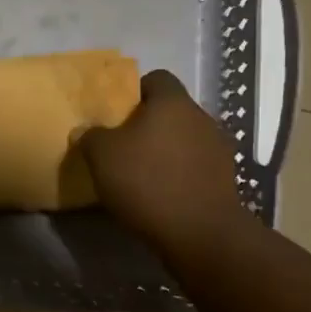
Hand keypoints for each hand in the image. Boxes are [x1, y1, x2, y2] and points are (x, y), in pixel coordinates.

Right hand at [78, 70, 252, 263]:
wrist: (199, 232)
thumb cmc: (146, 181)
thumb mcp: (101, 155)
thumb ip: (90, 136)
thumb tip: (86, 131)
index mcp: (172, 102)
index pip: (156, 79)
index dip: (133, 91)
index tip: (115, 113)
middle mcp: (201, 117)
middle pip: (170, 111)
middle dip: (147, 124)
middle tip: (121, 144)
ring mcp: (218, 149)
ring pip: (183, 139)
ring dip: (164, 150)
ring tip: (140, 173)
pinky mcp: (224, 179)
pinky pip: (194, 166)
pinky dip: (178, 173)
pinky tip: (160, 194)